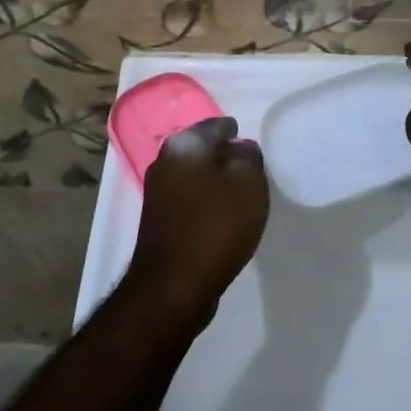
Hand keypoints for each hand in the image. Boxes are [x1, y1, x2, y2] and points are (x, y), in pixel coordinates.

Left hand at [126, 117, 269, 329]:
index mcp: (184, 144)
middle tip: (250, 170)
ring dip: (215, 181)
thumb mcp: (248, 183)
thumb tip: (241, 149)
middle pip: (203, 150)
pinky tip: (222, 217)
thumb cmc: (216, 225)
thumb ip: (249, 157)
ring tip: (240, 195)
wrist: (173, 285)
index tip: (253, 146)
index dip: (237, 133)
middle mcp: (164, 161)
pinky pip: (189, 200)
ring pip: (195, 175)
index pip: (216, 125)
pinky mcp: (158, 220)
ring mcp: (157, 192)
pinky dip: (206, 202)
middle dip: (225, 156)